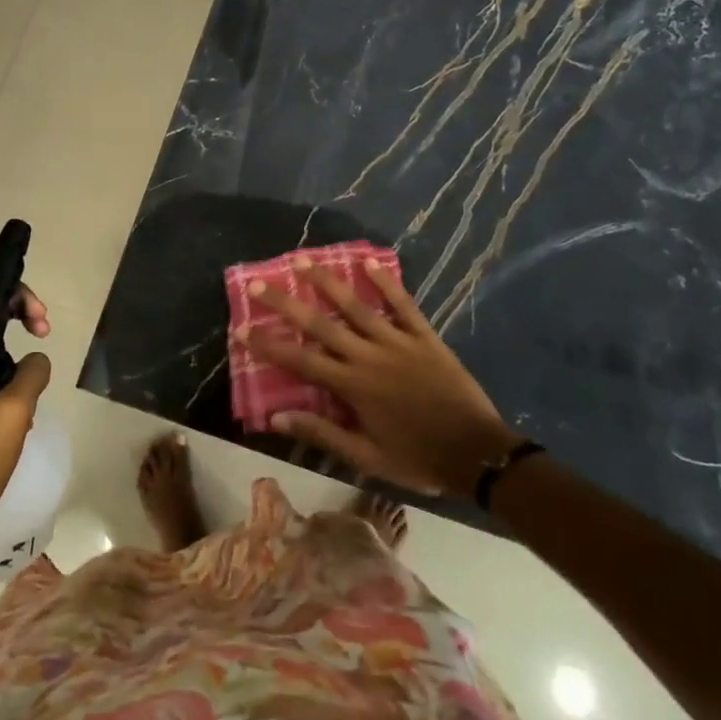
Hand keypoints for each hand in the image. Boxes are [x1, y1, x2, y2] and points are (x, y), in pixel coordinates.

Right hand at [240, 257, 516, 497]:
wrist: (479, 454)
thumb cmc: (418, 458)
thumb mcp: (366, 456)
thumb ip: (322, 432)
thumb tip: (276, 416)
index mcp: (352, 387)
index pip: (300, 361)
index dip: (268, 344)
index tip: (241, 328)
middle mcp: (369, 356)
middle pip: (320, 324)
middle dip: (285, 303)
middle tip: (259, 284)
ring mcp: (398, 342)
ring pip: (356, 306)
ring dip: (327, 282)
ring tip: (302, 260)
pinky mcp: (424, 337)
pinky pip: (403, 304)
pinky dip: (386, 283)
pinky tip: (369, 262)